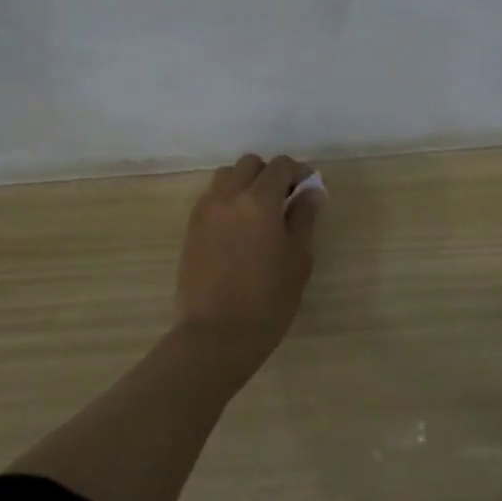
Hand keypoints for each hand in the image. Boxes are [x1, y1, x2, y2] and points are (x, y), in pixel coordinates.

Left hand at [174, 153, 321, 382]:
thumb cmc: (267, 300)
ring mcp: (205, 211)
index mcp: (258, 201)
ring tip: (260, 211)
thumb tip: (310, 191)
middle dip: (270, 174)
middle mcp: (228, 196)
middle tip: (286, 199)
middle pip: (250, 164)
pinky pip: (212, 198)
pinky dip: (228, 200)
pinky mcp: (192, 228)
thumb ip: (303, 218)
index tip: (309, 188)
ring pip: (227, 177)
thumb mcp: (297, 259)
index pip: (280, 166)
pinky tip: (240, 228)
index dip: (298, 172)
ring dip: (246, 183)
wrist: (216, 335)